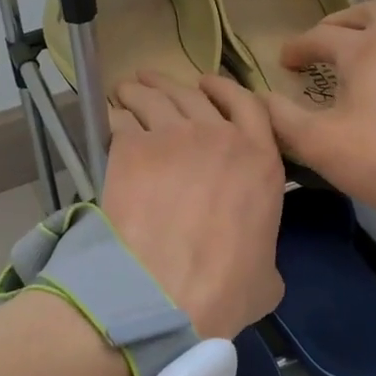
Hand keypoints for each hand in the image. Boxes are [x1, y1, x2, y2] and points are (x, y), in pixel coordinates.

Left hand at [102, 71, 285, 338]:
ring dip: (140, 91)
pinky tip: (109, 119)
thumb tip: (255, 262)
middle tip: (153, 83)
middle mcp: (219, 137)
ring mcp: (174, 138)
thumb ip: (264, 253)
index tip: (208, 84)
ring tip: (127, 90)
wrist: (168, 293)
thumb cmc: (226, 290)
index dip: (225, 89)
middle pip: (194, 95)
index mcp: (261, 160)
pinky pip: (122, 121)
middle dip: (172, 85)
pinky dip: (115, 117)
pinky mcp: (133, 149)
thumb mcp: (267, 276)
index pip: (247, 104)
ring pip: (155, 99)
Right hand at [262, 0, 375, 224]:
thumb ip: (282, 118)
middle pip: (373, 12)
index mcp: (367, 50)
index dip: (297, 47)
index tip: (282, 63)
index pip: (323, 35)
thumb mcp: (318, 142)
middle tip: (324, 40)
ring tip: (357, 58)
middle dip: (344, 21)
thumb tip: (260, 99)